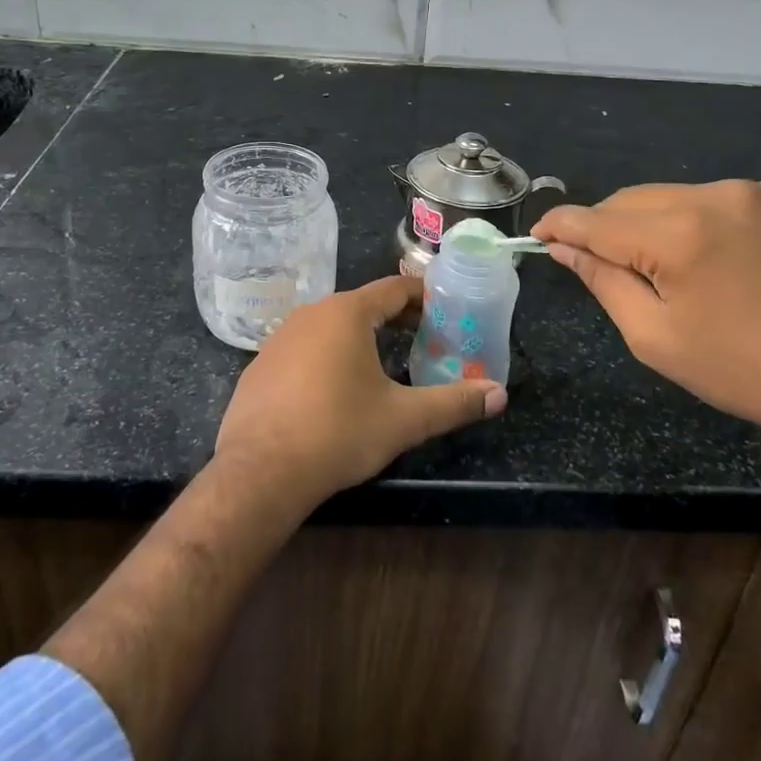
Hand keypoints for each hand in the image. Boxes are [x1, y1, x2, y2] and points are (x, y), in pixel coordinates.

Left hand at [215, 274, 506, 510]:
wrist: (260, 472)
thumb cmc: (338, 432)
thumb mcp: (404, 419)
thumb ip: (454, 403)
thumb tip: (500, 394)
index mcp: (347, 313)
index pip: (393, 288)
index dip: (423, 296)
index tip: (445, 308)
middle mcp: (310, 314)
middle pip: (362, 305)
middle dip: (396, 318)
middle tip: (425, 337)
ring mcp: (279, 338)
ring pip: (331, 326)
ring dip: (360, 337)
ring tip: (385, 362)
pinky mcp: (260, 366)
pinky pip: (304, 349)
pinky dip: (327, 357)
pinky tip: (335, 389)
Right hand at [533, 182, 760, 453]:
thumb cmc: (741, 370)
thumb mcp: (654, 337)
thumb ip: (602, 280)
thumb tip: (564, 246)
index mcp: (677, 234)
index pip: (595, 219)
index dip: (559, 225)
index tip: (539, 235)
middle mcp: (714, 195)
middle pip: (632, 200)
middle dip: (606, 226)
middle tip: (600, 263)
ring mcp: (757, 192)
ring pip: (674, 196)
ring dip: (653, 223)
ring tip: (663, 266)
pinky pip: (719, 200)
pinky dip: (699, 221)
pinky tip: (715, 259)